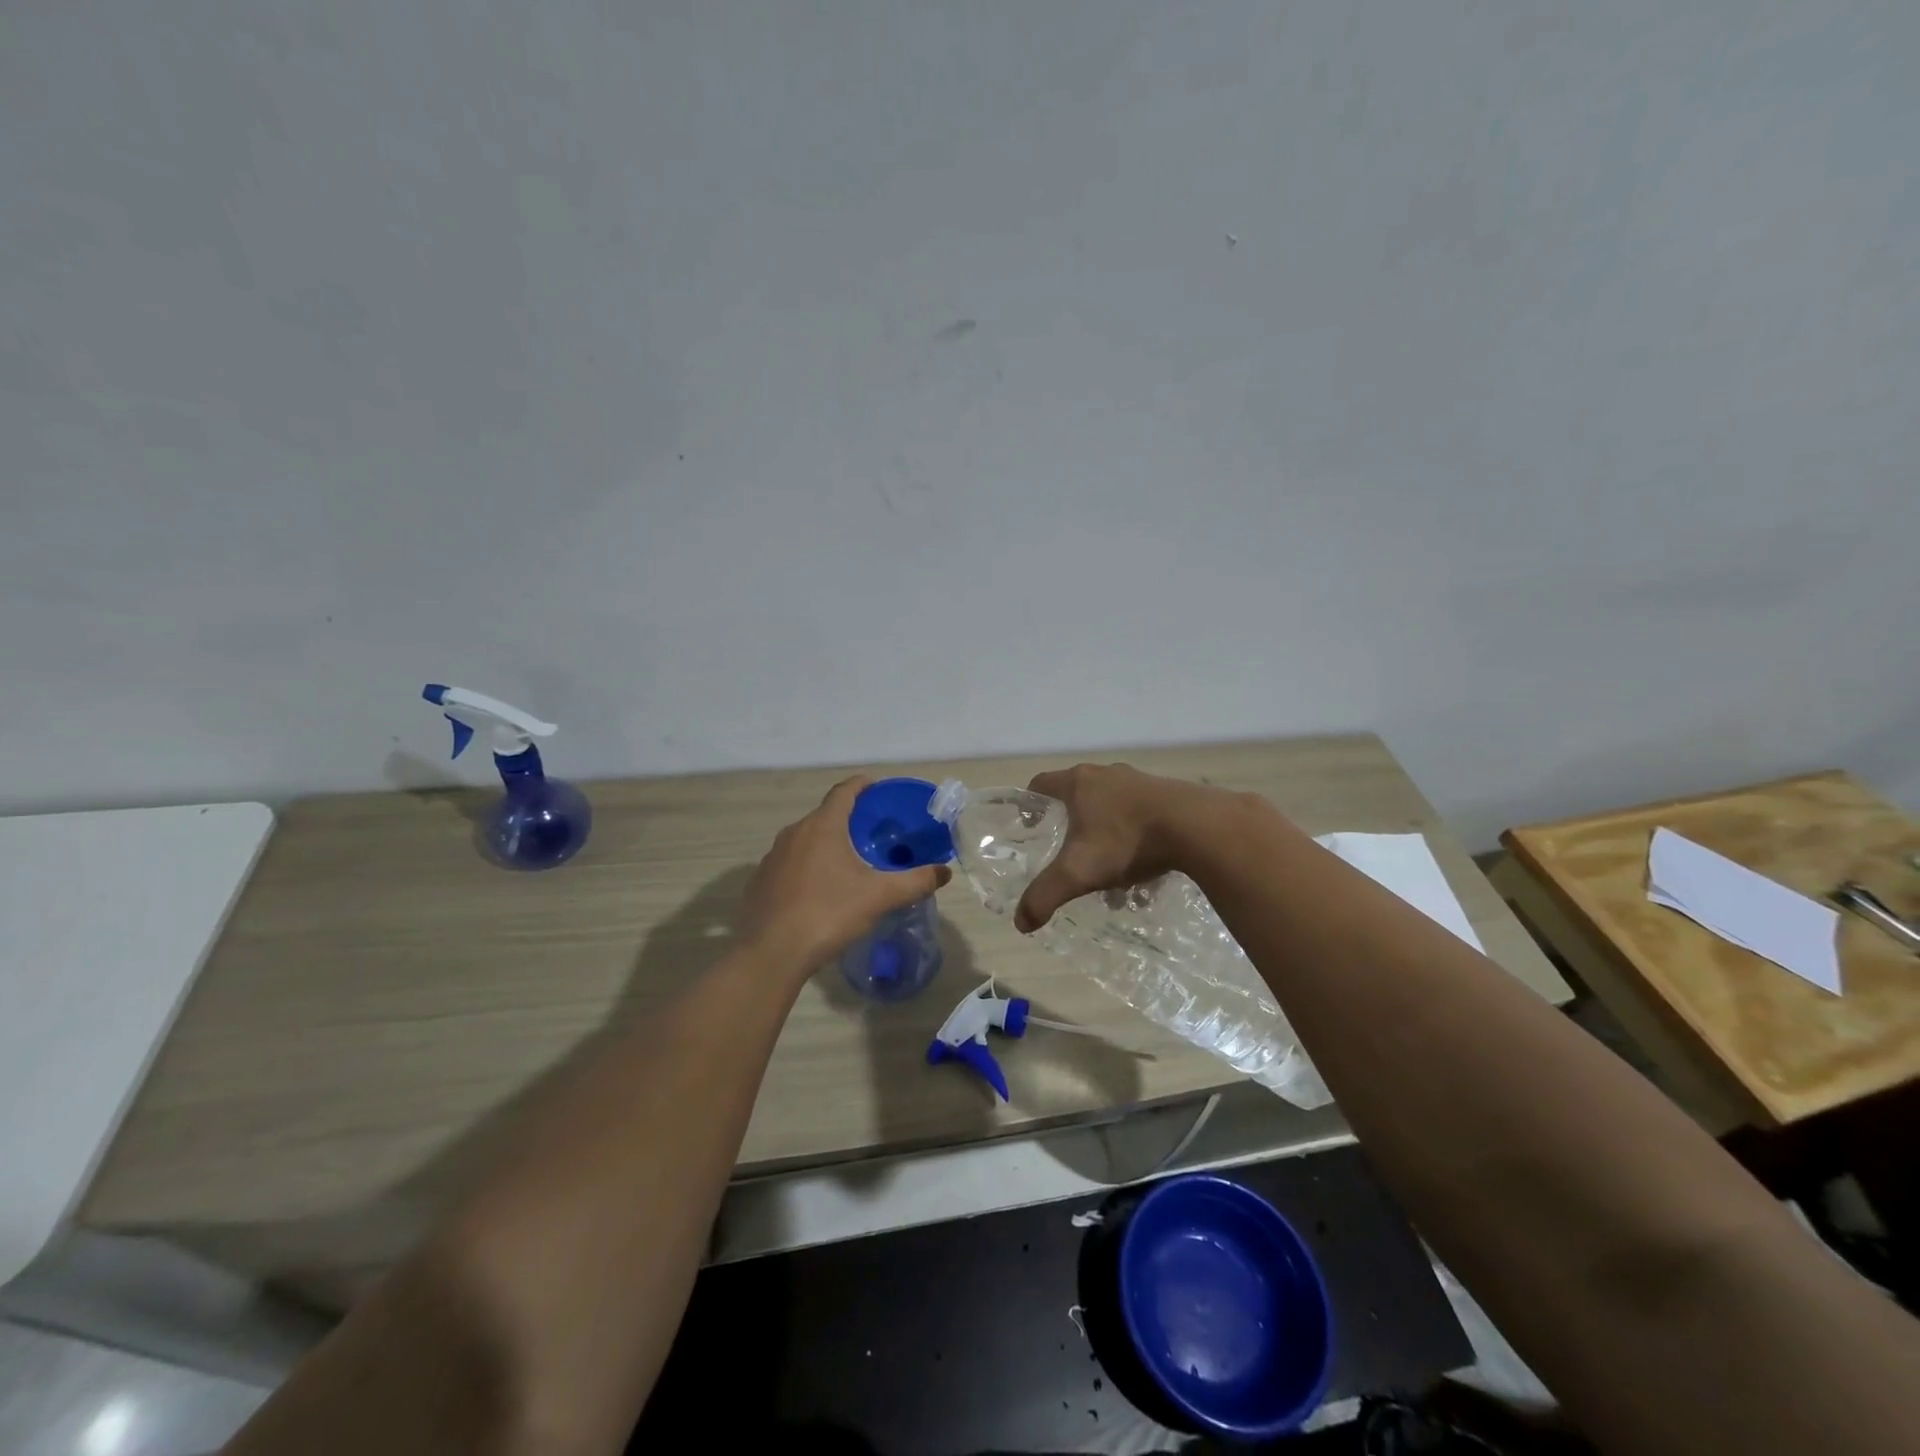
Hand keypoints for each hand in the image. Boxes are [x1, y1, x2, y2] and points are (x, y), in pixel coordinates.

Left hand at [740, 776, 951, 970]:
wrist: (771, 953)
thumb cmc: (828, 914)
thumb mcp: (879, 897)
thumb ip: (915, 881)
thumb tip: (944, 872)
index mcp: (822, 826)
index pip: (844, 791)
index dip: (863, 785)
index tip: (878, 789)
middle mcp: (793, 833)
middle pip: (825, 815)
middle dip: (849, 820)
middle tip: (873, 834)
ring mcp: (772, 857)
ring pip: (805, 840)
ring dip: (826, 845)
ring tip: (848, 863)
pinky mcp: (760, 882)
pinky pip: (790, 864)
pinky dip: (807, 867)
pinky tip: (819, 891)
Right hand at [1013, 763, 1218, 932]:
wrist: (1197, 827)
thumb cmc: (1126, 841)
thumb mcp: (1078, 873)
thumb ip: (1044, 895)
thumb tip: (1020, 922)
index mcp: (1079, 783)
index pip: (1041, 783)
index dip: (1030, 803)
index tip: (1029, 826)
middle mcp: (1107, 774)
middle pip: (1078, 793)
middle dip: (1071, 822)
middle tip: (1068, 851)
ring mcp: (1140, 780)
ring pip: (1111, 804)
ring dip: (1105, 829)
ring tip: (1108, 864)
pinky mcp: (1169, 792)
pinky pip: (1141, 812)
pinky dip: (1134, 832)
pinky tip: (1142, 862)